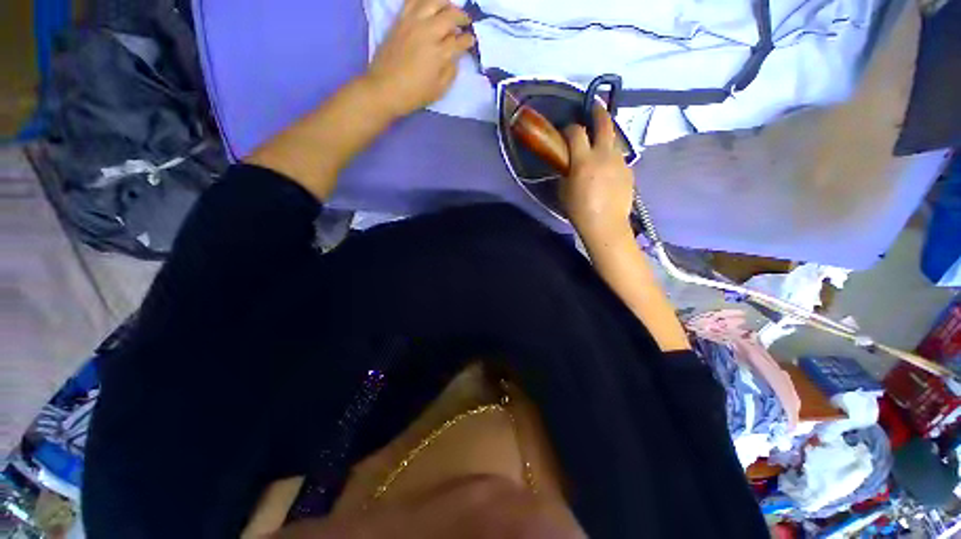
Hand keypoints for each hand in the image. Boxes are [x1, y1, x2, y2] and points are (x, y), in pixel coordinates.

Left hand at [365, 0, 474, 118]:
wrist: (384, 88)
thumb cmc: (414, 94)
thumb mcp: (439, 90)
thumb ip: (450, 72)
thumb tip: (455, 58)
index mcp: (439, 54)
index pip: (460, 41)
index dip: (468, 40)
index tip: (471, 41)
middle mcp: (428, 33)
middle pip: (450, 16)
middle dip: (462, 18)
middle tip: (466, 23)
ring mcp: (412, 23)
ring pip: (434, 1)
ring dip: (446, 3)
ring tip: (449, 9)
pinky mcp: (400, 20)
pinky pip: (413, 1)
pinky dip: (424, 0)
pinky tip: (430, 5)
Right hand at [560, 107, 635, 245]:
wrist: (605, 225)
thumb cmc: (579, 210)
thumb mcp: (564, 190)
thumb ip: (566, 172)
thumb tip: (568, 163)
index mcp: (583, 160)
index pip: (576, 132)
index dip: (569, 128)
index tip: (566, 131)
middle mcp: (603, 154)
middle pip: (604, 124)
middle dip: (598, 112)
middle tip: (594, 108)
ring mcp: (619, 161)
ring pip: (615, 139)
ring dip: (606, 136)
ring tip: (600, 142)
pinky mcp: (629, 170)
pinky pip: (619, 157)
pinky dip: (612, 156)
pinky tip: (608, 167)